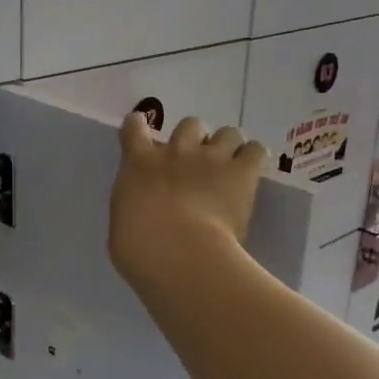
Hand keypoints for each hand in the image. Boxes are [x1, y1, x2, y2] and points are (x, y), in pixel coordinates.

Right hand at [109, 113, 268, 293]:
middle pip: (190, 125)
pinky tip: (252, 173)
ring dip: (227, 147)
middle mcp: (176, 151)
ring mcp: (211, 158)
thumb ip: (134, 206)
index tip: (142, 131)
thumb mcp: (122, 223)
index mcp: (139, 163)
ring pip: (227, 133)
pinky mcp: (241, 172)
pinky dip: (254, 158)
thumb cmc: (138, 248)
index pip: (134, 127)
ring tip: (229, 167)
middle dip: (194, 139)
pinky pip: (255, 151)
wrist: (178, 253)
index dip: (139, 125)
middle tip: (196, 163)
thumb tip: (142, 210)